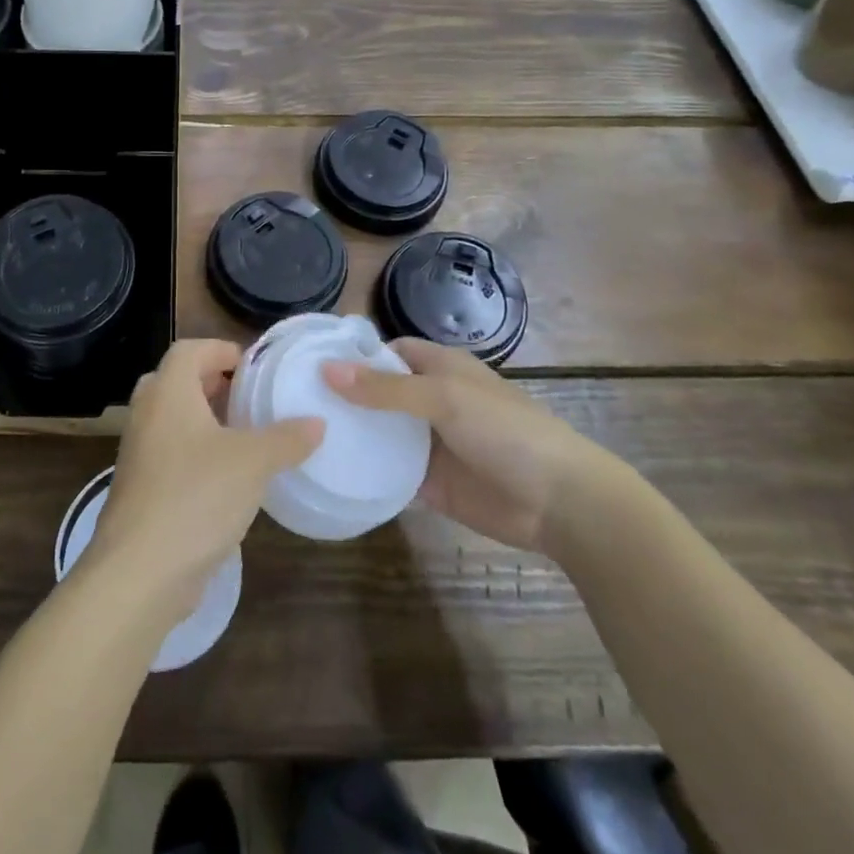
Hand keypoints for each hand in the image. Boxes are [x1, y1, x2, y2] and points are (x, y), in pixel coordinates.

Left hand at [86, 339, 322, 619]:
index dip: (220, 349)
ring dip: (204, 420)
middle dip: (213, 384)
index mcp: (168, 392)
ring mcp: (138, 452)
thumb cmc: (197, 496)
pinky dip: (194, 452)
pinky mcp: (139, 487)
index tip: (253, 366)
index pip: (189, 349)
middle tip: (248, 398)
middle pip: (177, 380)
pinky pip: (168, 452)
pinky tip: (227, 478)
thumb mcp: (253, 463)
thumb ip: (286, 438)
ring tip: (244, 436)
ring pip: (171, 418)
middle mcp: (147, 413)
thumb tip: (316, 423)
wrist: (140, 570)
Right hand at [323, 339, 610, 553]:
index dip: (353, 354)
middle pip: (378, 392)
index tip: (308, 363)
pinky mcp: (429, 482)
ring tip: (301, 436)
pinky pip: (389, 471)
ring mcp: (428, 443)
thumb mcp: (445, 398)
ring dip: (350, 433)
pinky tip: (329, 472)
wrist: (560, 502)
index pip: (387, 351)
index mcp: (439, 368)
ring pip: (380, 431)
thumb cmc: (506, 431)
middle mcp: (429, 400)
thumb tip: (327, 369)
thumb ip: (386, 388)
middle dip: (344, 396)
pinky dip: (365, 470)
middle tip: (294, 402)